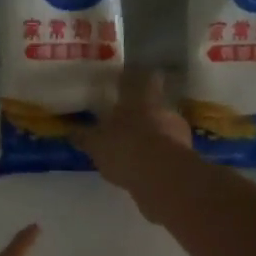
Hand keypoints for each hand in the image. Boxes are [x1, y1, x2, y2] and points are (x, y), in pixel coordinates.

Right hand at [75, 71, 191, 202]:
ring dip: (151, 137)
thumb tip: (70, 131)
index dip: (136, 78)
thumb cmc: (125, 149)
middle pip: (154, 105)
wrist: (163, 178)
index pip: (144, 78)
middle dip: (141, 113)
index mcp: (141, 99)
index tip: (127, 81)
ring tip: (134, 151)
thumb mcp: (96, 144)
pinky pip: (168, 152)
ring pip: (162, 129)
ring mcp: (178, 132)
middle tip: (126, 123)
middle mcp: (163, 110)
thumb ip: (84, 137)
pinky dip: (157, 157)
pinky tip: (144, 169)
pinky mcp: (185, 156)